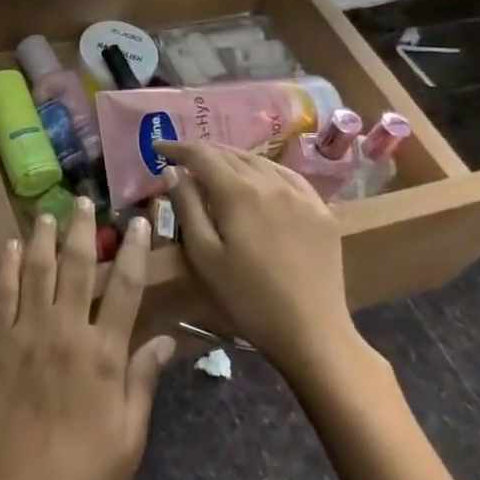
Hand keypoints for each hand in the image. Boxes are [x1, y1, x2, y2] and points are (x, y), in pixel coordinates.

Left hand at [0, 199, 175, 479]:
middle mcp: (63, 333)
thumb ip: (144, 380)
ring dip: (42, 238)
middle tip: (84, 202)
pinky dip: (6, 268)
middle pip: (74, 267)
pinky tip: (10, 248)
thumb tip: (165, 337)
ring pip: (34, 272)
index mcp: (103, 355)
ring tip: (46, 214)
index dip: (134, 251)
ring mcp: (23, 336)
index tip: (138, 221)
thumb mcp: (130, 438)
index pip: (124, 288)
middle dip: (82, 230)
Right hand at [158, 141, 370, 389]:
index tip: (158, 148)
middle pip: (231, 154)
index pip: (202, 154)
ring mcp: (301, 194)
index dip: (177, 147)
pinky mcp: (321, 210)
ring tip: (214, 165)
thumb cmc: (247, 299)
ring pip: (260, 161)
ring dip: (232, 158)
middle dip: (202, 151)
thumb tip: (172, 171)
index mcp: (238, 192)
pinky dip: (264, 169)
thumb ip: (186, 207)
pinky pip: (288, 176)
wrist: (312, 333)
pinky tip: (258, 177)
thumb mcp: (204, 255)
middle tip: (181, 157)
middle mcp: (271, 182)